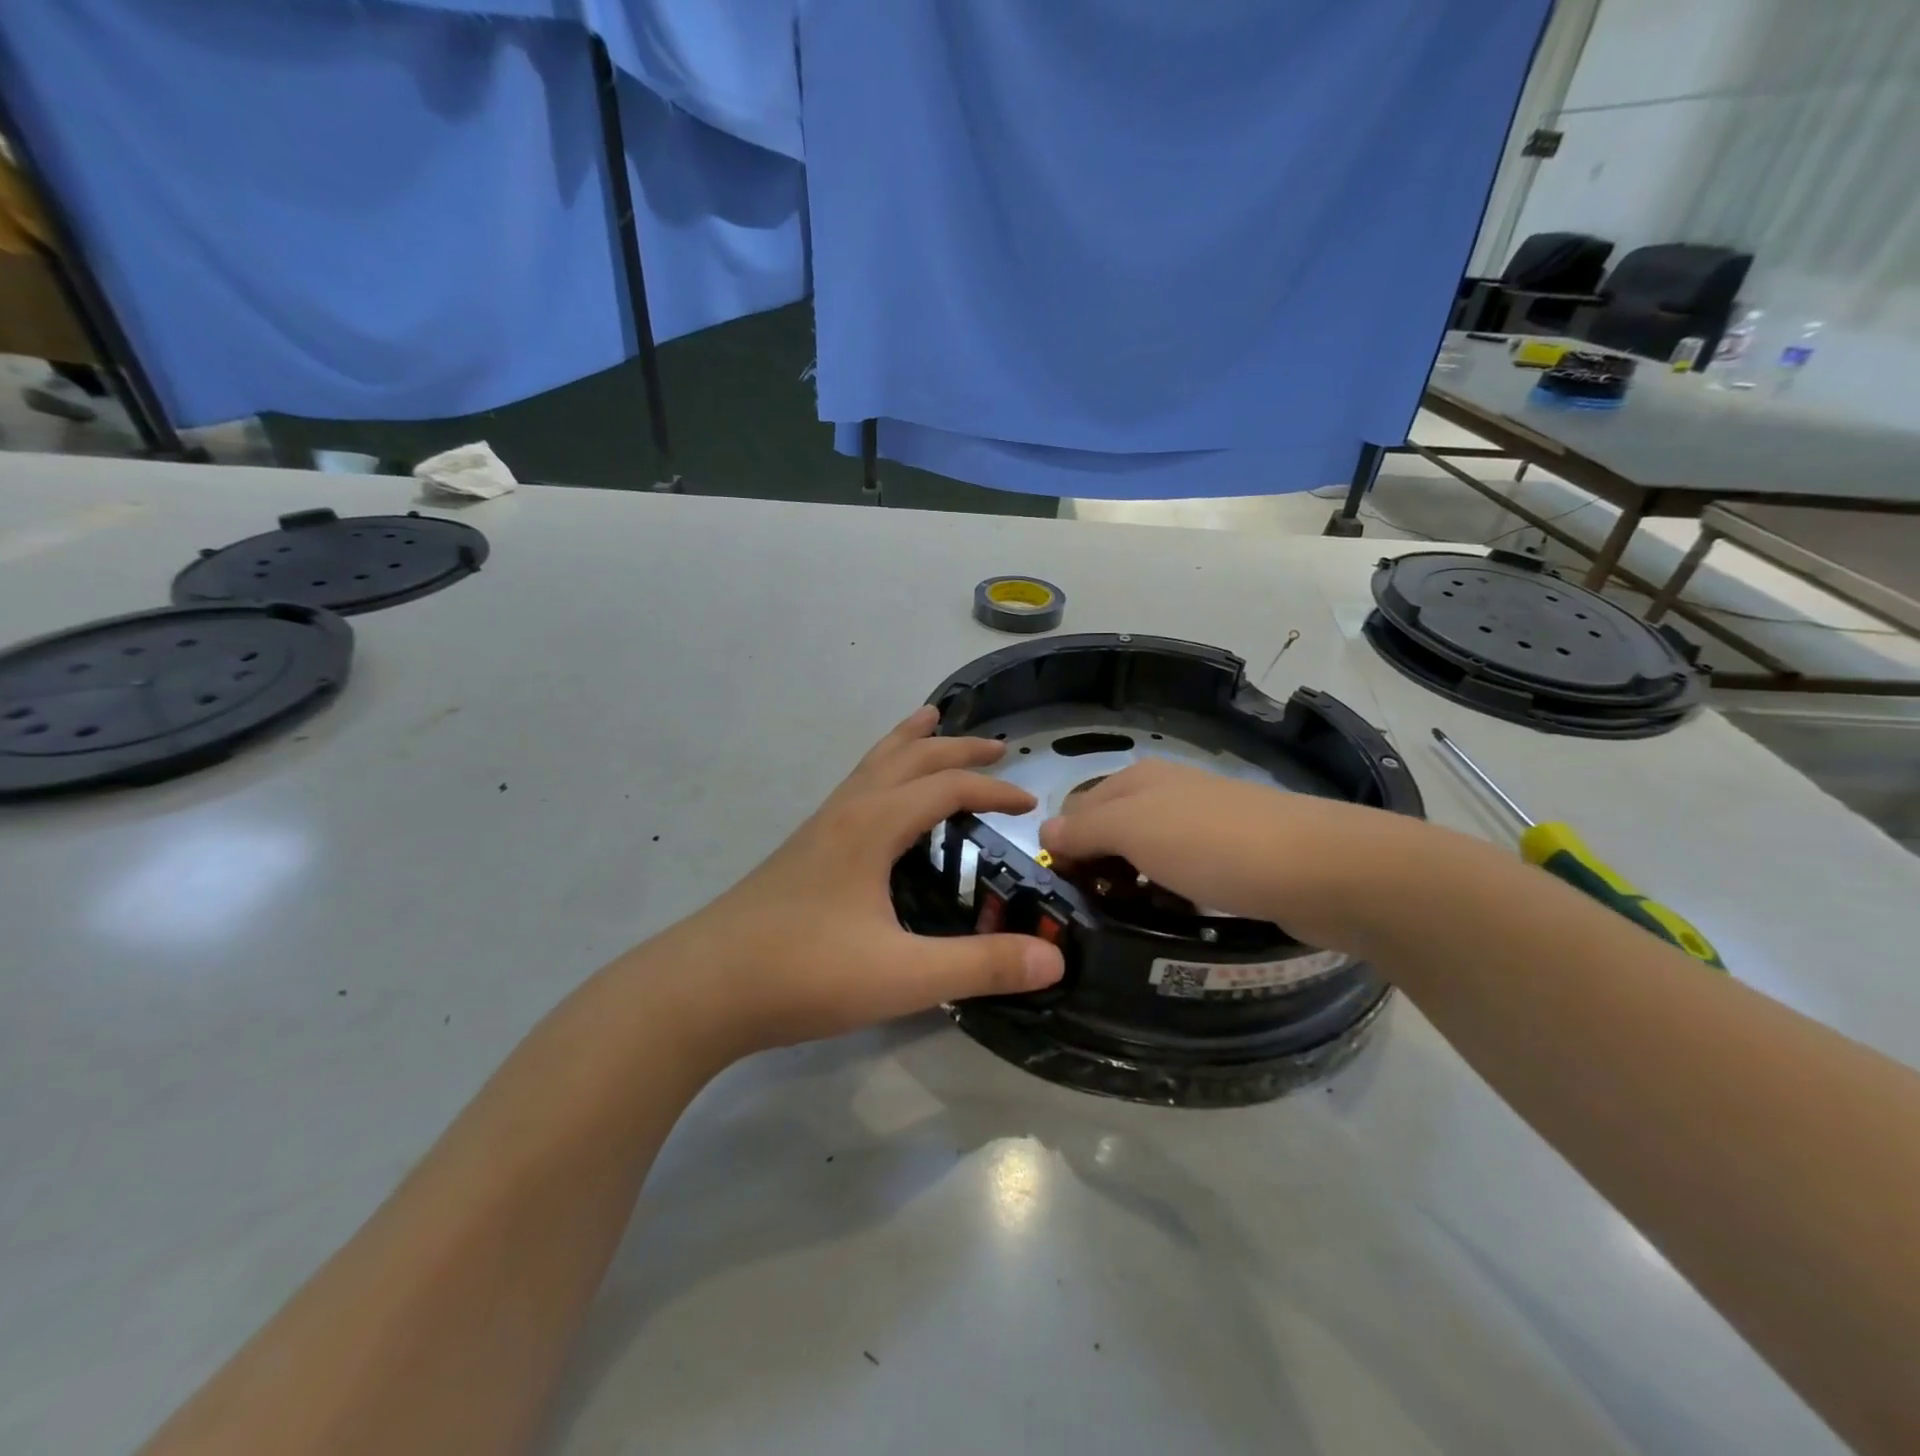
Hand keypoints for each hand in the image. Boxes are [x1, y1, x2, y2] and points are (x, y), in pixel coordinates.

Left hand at [652, 706, 1064, 1060]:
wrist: (700, 990)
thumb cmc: (804, 974)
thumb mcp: (904, 976)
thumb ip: (981, 966)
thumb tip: (1055, 959)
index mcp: (873, 826)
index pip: (946, 788)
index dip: (993, 792)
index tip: (1029, 805)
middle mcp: (846, 813)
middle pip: (907, 757)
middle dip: (955, 747)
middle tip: (995, 747)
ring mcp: (817, 829)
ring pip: (871, 765)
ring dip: (908, 743)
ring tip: (929, 722)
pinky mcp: (800, 851)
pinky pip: (852, 789)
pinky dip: (880, 772)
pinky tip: (879, 802)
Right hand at [1038, 758, 1429, 952]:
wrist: (1320, 869)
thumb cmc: (1213, 843)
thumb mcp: (1133, 829)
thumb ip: (1084, 828)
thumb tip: (1047, 833)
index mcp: (1138, 780)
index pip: (1076, 809)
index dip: (1063, 847)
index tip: (1064, 892)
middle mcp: (1167, 794)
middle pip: (1110, 832)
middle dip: (1096, 869)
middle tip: (1092, 914)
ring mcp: (1204, 825)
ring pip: (1146, 857)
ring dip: (1130, 887)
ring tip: (1128, 923)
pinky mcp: (1233, 858)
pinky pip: (1181, 876)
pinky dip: (1168, 896)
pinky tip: (1172, 919)